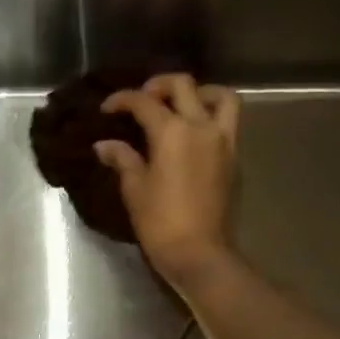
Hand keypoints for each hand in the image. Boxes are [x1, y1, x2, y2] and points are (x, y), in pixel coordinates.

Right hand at [96, 73, 240, 287]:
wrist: (199, 253)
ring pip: (220, 97)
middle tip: (143, 98)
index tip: (107, 108)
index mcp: (172, 132)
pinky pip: (227, 123)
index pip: (144, 103)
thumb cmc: (160, 223)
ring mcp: (223, 141)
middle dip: (159, 85)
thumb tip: (105, 145)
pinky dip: (211, 117)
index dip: (122, 100)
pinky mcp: (234, 158)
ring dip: (200, 93)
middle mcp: (201, 126)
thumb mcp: (135, 190)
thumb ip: (123, 160)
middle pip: (183, 86)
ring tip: (183, 105)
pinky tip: (194, 135)